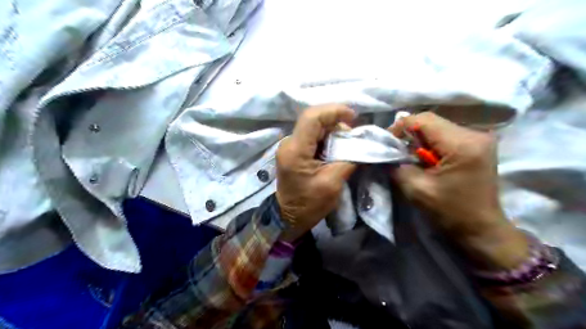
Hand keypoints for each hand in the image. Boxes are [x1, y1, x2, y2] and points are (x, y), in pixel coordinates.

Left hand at [274, 104, 356, 240]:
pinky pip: (312, 136)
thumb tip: (361, 143)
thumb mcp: (333, 183)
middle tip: (353, 136)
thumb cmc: (309, 204)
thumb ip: (348, 159)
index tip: (353, 116)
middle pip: (314, 120)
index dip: (334, 111)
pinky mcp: (294, 151)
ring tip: (347, 143)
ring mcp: (290, 146)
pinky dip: (327, 138)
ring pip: (314, 127)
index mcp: (295, 150)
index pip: (312, 118)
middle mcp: (289, 143)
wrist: (289, 216)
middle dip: (336, 122)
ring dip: (333, 130)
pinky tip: (337, 148)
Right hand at [391, 113, 528, 269]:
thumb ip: (397, 166)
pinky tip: (425, 158)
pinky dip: (430, 143)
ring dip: (418, 139)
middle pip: (431, 121)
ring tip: (409, 156)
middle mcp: (475, 134)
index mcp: (462, 144)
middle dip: (408, 133)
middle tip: (396, 150)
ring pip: (437, 126)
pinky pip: (446, 134)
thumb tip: (385, 152)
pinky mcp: (477, 145)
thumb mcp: (416, 189)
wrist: (481, 229)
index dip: (399, 128)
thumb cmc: (450, 212)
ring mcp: (479, 138)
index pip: (423, 120)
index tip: (387, 144)